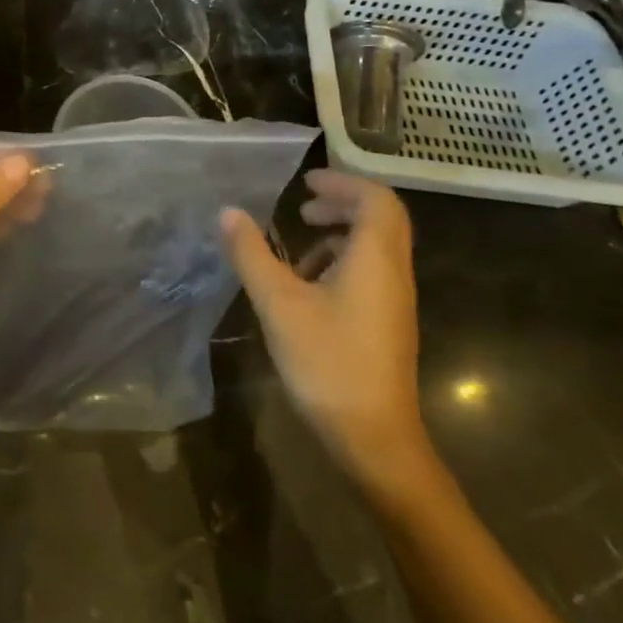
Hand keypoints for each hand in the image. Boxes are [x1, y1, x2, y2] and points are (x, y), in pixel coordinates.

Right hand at [221, 170, 431, 492]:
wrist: (375, 440)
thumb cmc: (328, 363)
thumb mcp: (278, 304)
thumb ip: (251, 254)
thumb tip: (228, 212)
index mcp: (375, 258)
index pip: (376, 199)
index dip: (342, 182)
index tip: (305, 183)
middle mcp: (393, 272)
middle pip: (380, 218)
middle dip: (341, 203)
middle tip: (302, 208)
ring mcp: (394, 300)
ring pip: (376, 246)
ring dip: (340, 233)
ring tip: (299, 244)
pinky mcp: (387, 323)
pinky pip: (371, 271)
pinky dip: (342, 261)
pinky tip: (308, 285)